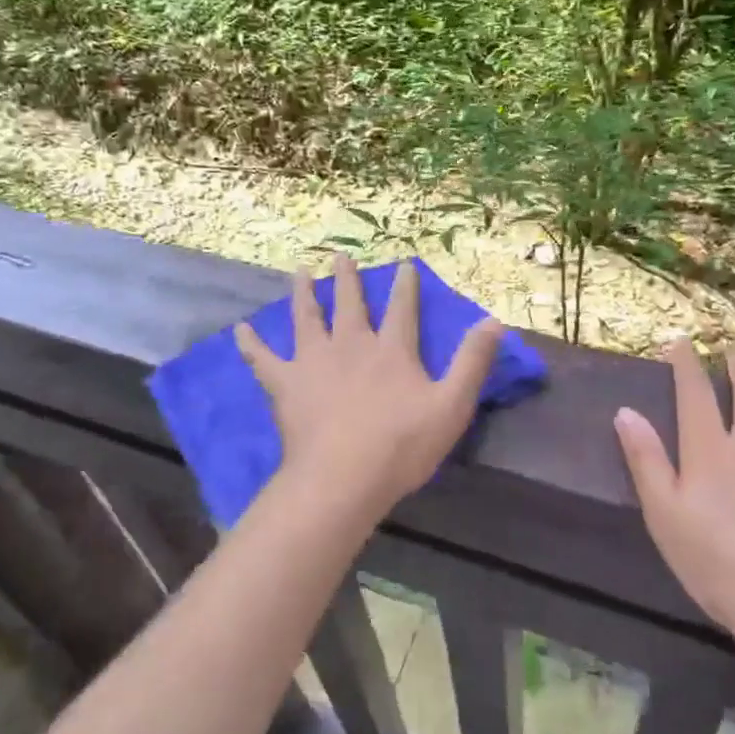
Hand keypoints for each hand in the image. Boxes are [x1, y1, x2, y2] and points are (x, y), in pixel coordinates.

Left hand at [235, 255, 503, 519]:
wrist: (343, 478)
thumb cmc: (401, 445)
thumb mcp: (452, 405)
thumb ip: (473, 362)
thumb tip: (495, 320)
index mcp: (391, 349)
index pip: (402, 308)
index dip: (406, 285)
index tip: (404, 264)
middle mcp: (351, 344)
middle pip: (350, 303)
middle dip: (348, 278)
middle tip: (340, 255)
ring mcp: (314, 361)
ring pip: (307, 318)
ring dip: (304, 294)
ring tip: (300, 272)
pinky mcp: (285, 384)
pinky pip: (263, 359)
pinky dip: (251, 345)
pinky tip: (239, 330)